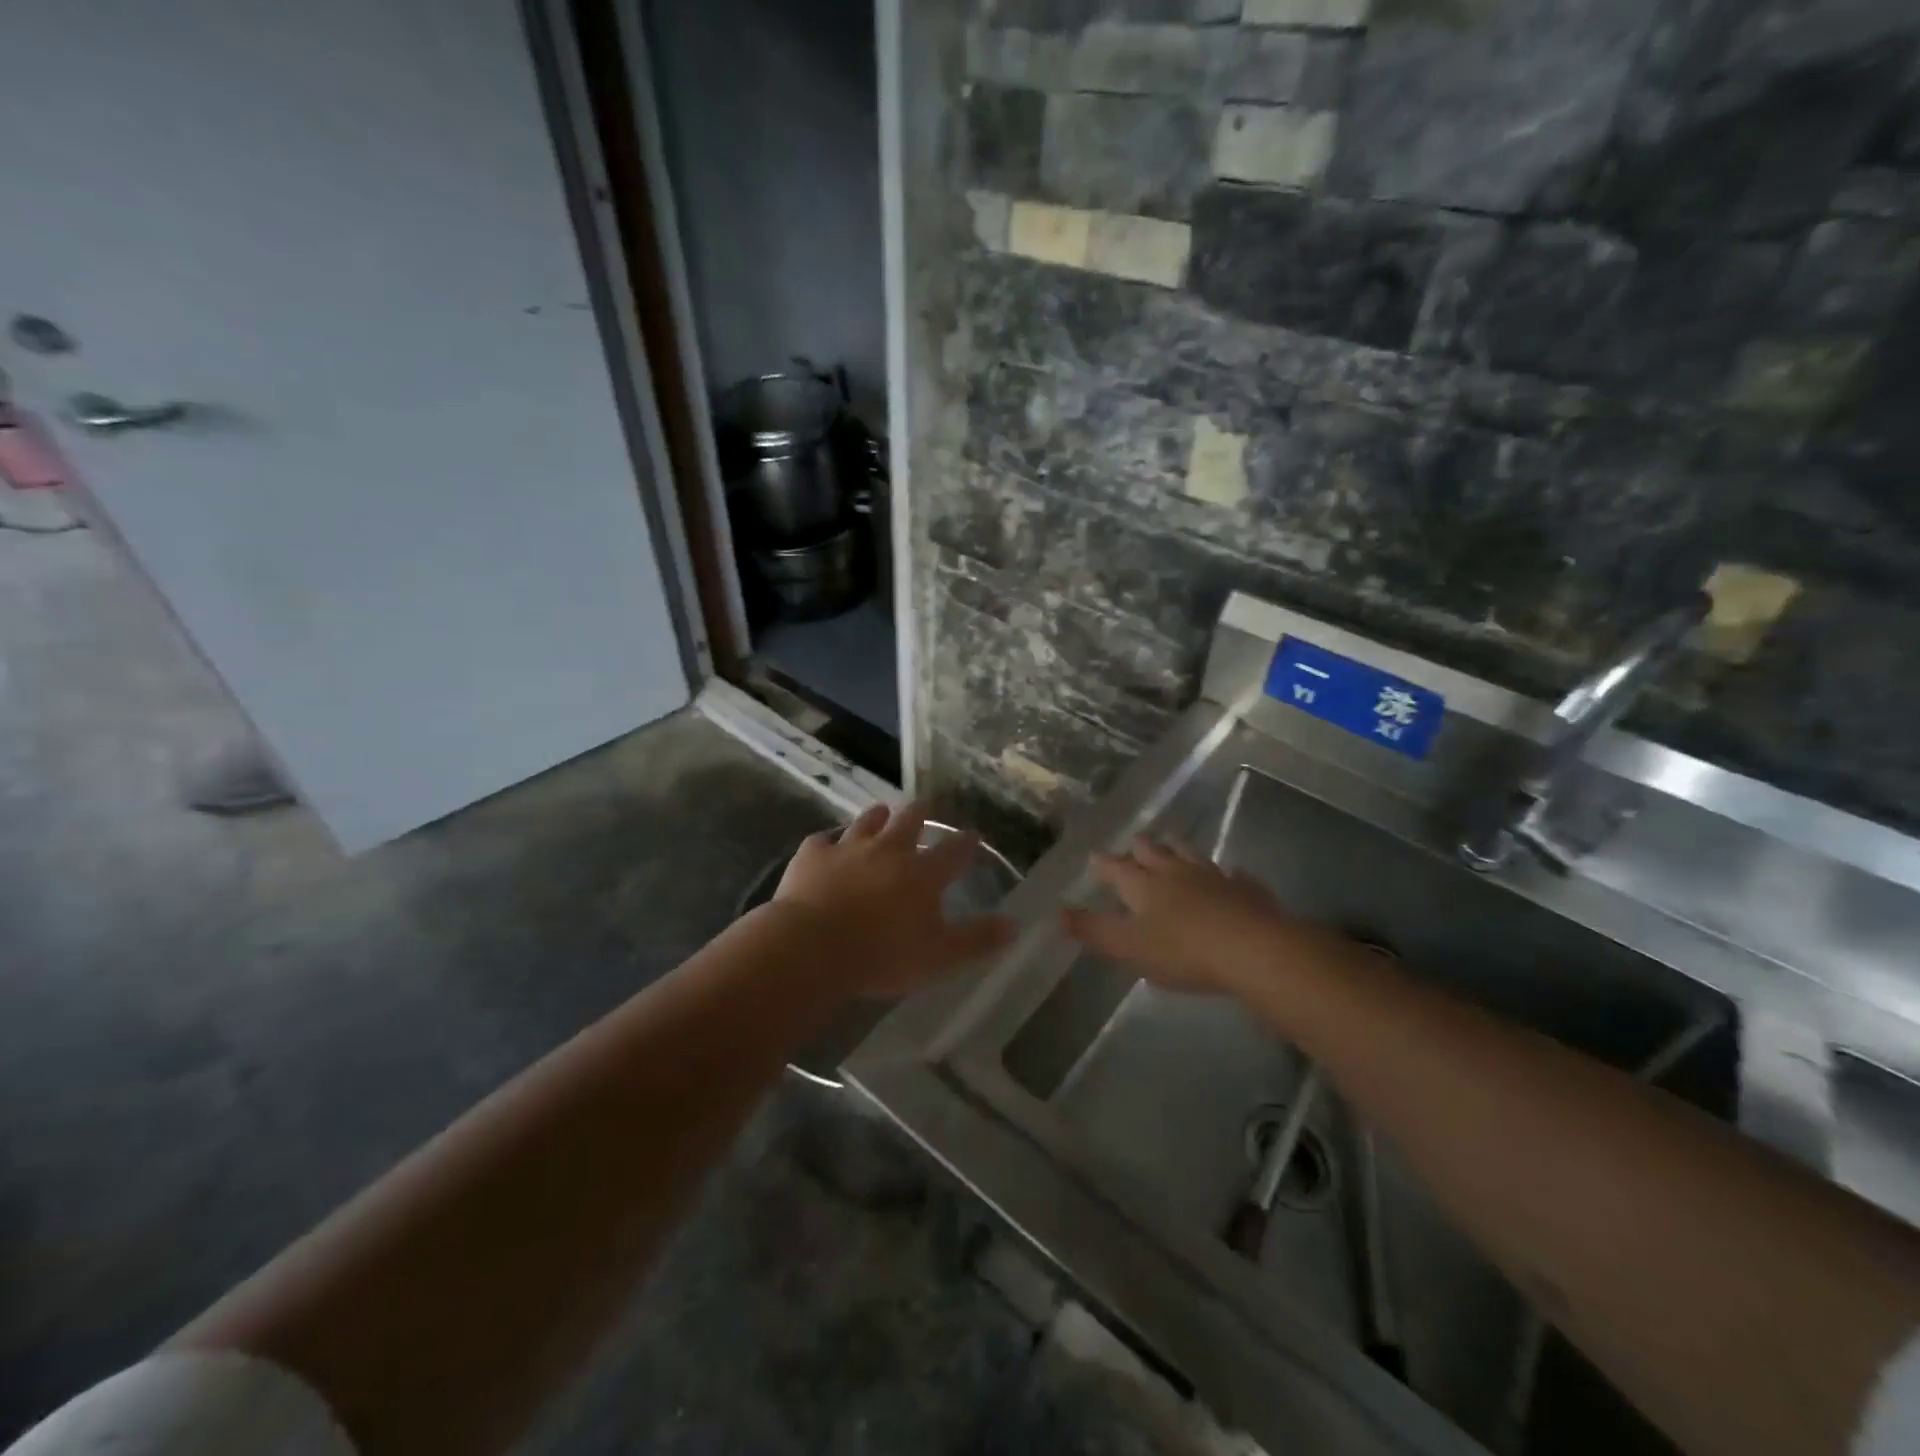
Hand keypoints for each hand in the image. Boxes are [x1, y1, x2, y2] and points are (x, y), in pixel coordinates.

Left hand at [770, 801, 1015, 998]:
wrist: (812, 947)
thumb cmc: (882, 956)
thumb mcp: (939, 957)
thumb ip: (977, 940)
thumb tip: (1013, 925)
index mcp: (922, 873)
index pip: (953, 851)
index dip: (966, 843)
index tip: (973, 836)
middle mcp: (888, 850)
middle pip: (909, 821)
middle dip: (920, 813)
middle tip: (924, 807)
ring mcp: (848, 848)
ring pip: (867, 821)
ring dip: (877, 816)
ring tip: (881, 812)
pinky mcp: (812, 855)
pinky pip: (822, 841)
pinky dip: (828, 842)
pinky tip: (826, 845)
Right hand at [1061, 836, 1332, 995]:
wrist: (1252, 949)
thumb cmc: (1182, 951)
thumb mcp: (1128, 947)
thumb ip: (1093, 930)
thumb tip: (1057, 912)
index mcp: (1143, 885)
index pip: (1115, 868)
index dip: (1103, 864)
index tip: (1094, 856)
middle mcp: (1175, 872)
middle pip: (1153, 851)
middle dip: (1140, 847)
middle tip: (1134, 844)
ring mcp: (1213, 876)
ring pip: (1190, 854)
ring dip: (1178, 849)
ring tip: (1173, 845)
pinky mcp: (1246, 890)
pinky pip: (1233, 875)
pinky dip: (1228, 874)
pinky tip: (1232, 874)